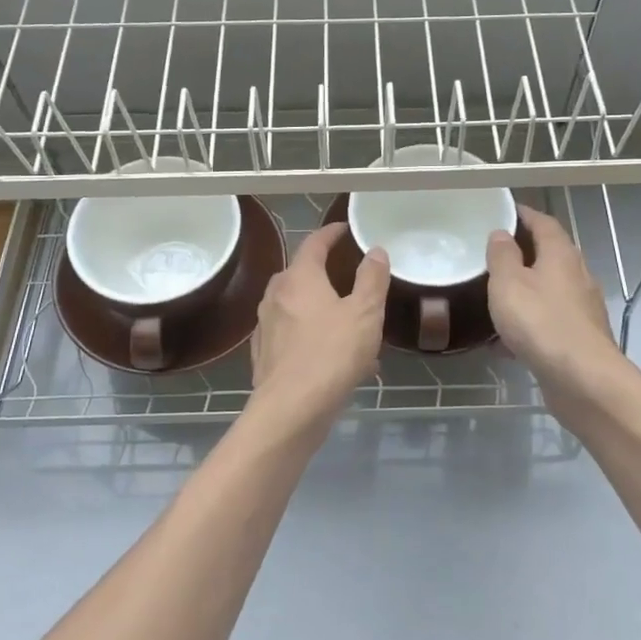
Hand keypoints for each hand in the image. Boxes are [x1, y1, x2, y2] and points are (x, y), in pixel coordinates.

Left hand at [249, 223, 388, 426]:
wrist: (291, 409)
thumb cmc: (332, 354)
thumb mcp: (365, 313)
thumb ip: (372, 279)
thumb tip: (376, 251)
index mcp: (299, 278)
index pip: (314, 244)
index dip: (330, 234)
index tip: (344, 230)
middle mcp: (276, 296)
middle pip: (301, 274)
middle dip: (324, 273)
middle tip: (349, 278)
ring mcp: (266, 326)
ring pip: (297, 308)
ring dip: (321, 310)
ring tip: (349, 326)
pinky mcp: (265, 355)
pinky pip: (293, 336)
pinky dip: (312, 337)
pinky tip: (334, 359)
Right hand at [487, 205, 619, 397]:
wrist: (582, 379)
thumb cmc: (540, 322)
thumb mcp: (508, 283)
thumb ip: (502, 256)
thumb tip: (501, 234)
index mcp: (561, 254)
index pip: (544, 222)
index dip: (524, 215)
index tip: (503, 213)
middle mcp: (577, 275)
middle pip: (550, 255)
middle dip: (523, 253)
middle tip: (492, 255)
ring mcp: (582, 308)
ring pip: (549, 290)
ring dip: (525, 290)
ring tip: (495, 297)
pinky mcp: (580, 337)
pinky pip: (549, 320)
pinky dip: (529, 323)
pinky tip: (505, 341)